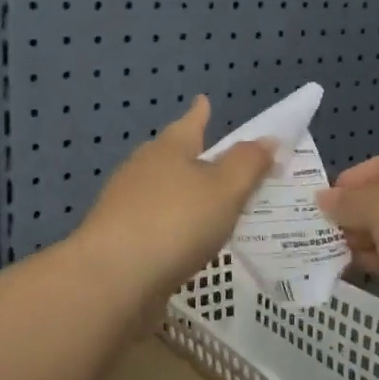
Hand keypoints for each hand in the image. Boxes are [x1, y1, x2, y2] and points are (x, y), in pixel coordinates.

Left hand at [72, 96, 275, 304]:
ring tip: (206, 203)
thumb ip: (248, 164)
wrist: (112, 279)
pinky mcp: (118, 240)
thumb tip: (266, 139)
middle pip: (171, 155)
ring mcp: (125, 205)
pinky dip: (171, 226)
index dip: (200, 113)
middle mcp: (142, 170)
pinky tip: (184, 242)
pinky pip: (154, 223)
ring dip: (181, 194)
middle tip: (214, 157)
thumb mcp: (225, 189)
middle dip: (191, 155)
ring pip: (160, 190)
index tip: (203, 100)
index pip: (190, 123)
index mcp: (168, 150)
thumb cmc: (175, 222)